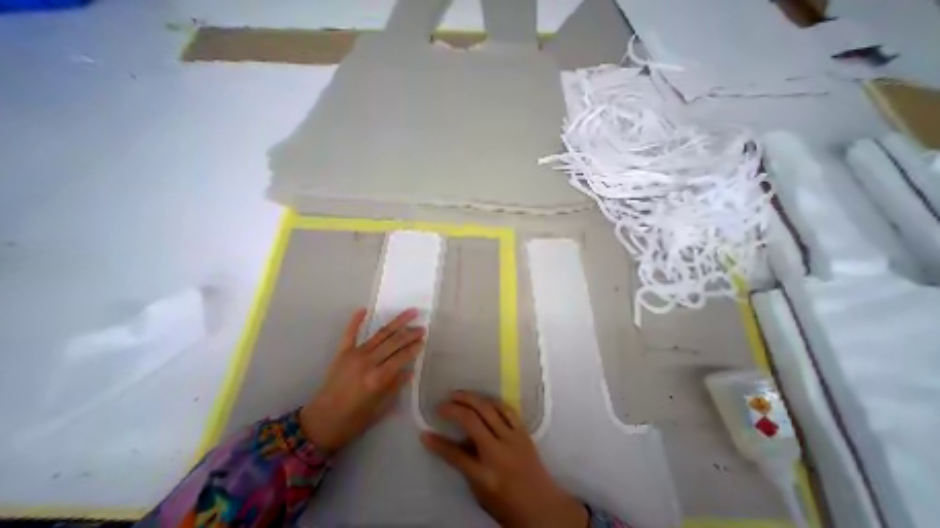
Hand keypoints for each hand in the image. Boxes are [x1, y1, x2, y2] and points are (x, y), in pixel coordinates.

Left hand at [301, 310, 425, 453]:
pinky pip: (350, 333)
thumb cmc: (352, 420)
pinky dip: (356, 320)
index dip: (414, 348)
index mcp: (378, 378)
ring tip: (410, 312)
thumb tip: (410, 371)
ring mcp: (354, 355)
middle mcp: (368, 362)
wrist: (319, 423)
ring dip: (397, 322)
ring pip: (380, 334)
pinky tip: (364, 309)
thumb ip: (395, 386)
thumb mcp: (379, 407)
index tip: (423, 340)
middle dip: (410, 333)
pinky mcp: (342, 352)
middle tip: (422, 327)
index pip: (402, 357)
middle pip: (394, 342)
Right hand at [420, 390, 585, 525]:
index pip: (455, 455)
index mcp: (485, 475)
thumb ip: (465, 465)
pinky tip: (483, 399)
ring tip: (458, 394)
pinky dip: (492, 401)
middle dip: (455, 408)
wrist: (543, 507)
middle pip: (472, 421)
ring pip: (488, 409)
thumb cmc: (508, 504)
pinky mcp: (522, 431)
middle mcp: (498, 452)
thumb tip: (450, 441)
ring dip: (471, 398)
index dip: (438, 443)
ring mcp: (512, 438)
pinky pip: (506, 409)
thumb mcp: (481, 493)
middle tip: (443, 403)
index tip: (425, 433)